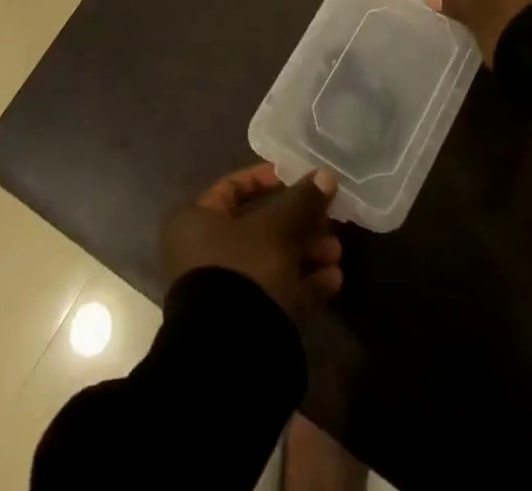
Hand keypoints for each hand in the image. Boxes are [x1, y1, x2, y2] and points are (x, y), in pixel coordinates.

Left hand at [159, 163, 343, 317]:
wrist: (231, 355)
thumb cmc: (244, 269)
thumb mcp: (277, 226)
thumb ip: (303, 200)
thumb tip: (326, 176)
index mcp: (195, 222)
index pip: (232, 188)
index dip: (267, 179)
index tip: (299, 179)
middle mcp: (203, 253)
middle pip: (259, 226)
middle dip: (299, 222)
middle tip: (329, 219)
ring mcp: (223, 291)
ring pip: (271, 260)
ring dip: (307, 253)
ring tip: (336, 252)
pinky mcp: (243, 324)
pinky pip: (276, 293)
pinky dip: (303, 284)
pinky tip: (334, 280)